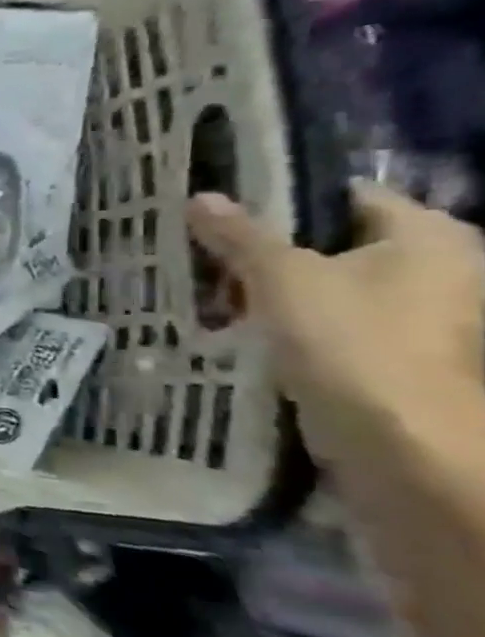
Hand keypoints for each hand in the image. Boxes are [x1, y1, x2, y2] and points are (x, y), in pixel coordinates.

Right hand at [187, 181, 484, 480]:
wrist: (397, 440)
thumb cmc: (351, 339)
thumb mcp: (280, 276)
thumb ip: (239, 235)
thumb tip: (200, 197)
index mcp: (428, 235)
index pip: (344, 196)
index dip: (280, 198)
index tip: (221, 209)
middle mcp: (437, 269)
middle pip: (331, 243)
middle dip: (264, 250)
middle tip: (201, 250)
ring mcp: (417, 316)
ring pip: (323, 286)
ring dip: (267, 290)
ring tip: (206, 290)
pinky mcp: (389, 354)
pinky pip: (325, 323)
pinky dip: (282, 322)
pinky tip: (233, 326)